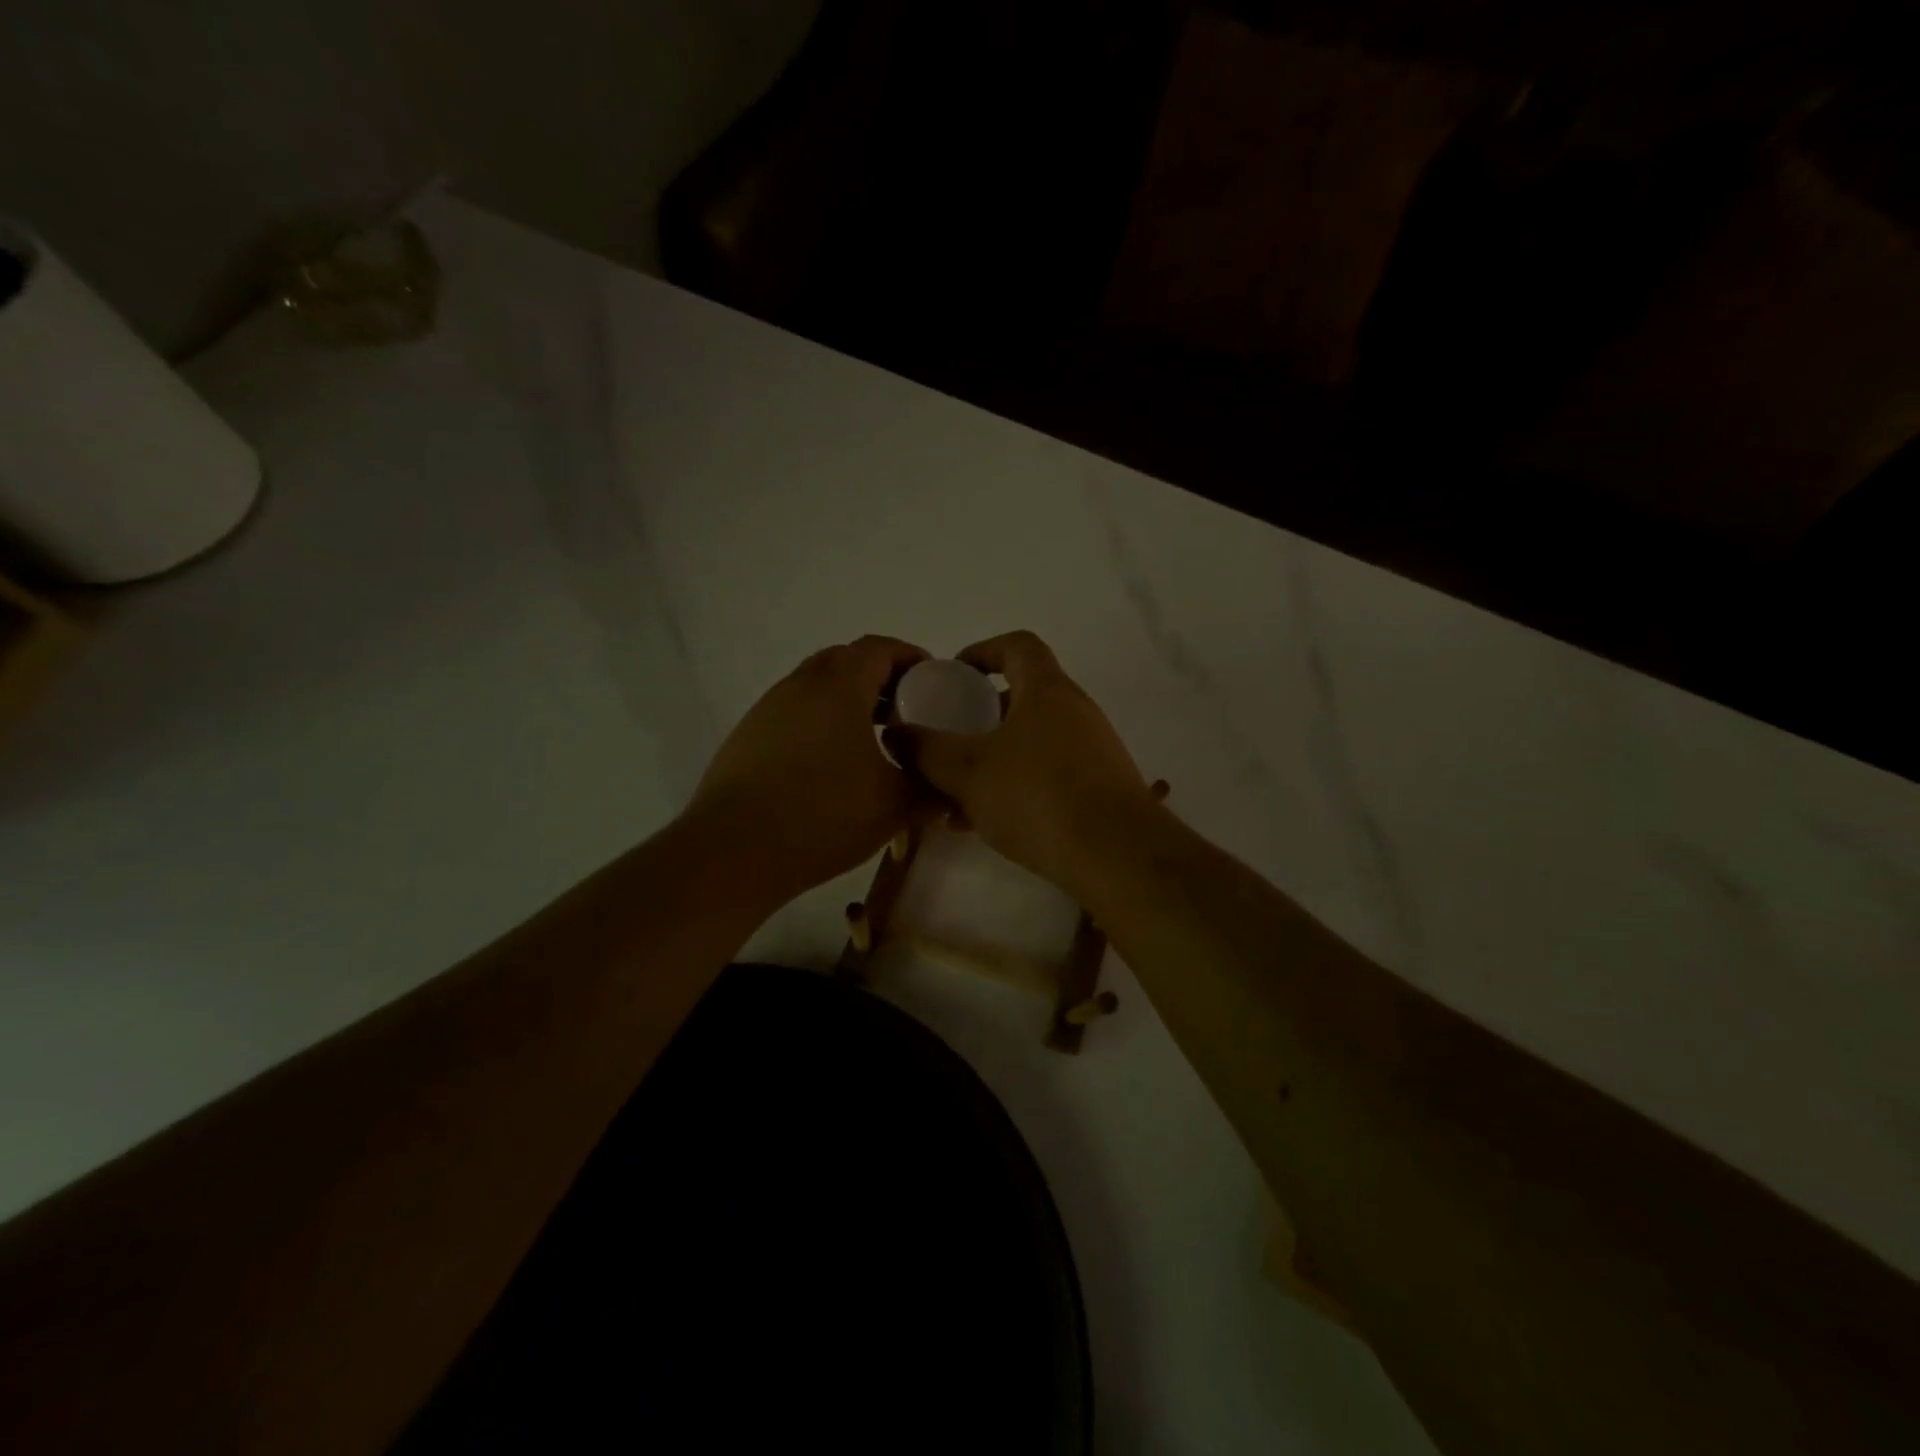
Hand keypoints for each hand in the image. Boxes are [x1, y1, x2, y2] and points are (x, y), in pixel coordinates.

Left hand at [688, 635, 929, 897]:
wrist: (734, 851)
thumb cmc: (824, 815)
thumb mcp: (895, 806)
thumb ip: (933, 790)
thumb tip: (953, 789)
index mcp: (839, 686)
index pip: (879, 648)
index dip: (910, 657)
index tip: (933, 680)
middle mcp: (799, 685)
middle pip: (845, 661)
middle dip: (879, 678)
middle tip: (904, 711)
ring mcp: (767, 710)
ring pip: (815, 688)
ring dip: (847, 701)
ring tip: (870, 741)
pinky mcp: (746, 738)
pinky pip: (793, 714)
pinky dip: (819, 723)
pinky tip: (828, 767)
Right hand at [885, 631, 1152, 896]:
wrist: (1116, 855)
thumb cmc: (1037, 796)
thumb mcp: (967, 771)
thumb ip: (925, 749)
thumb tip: (895, 733)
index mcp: (1047, 691)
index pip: (1016, 646)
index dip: (982, 651)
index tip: (953, 674)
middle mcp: (1076, 713)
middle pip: (1022, 698)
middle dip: (979, 717)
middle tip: (947, 740)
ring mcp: (1092, 753)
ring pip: (1030, 744)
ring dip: (992, 760)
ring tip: (953, 794)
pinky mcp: (1098, 791)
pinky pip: (1046, 777)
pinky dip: (1013, 788)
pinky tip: (982, 824)